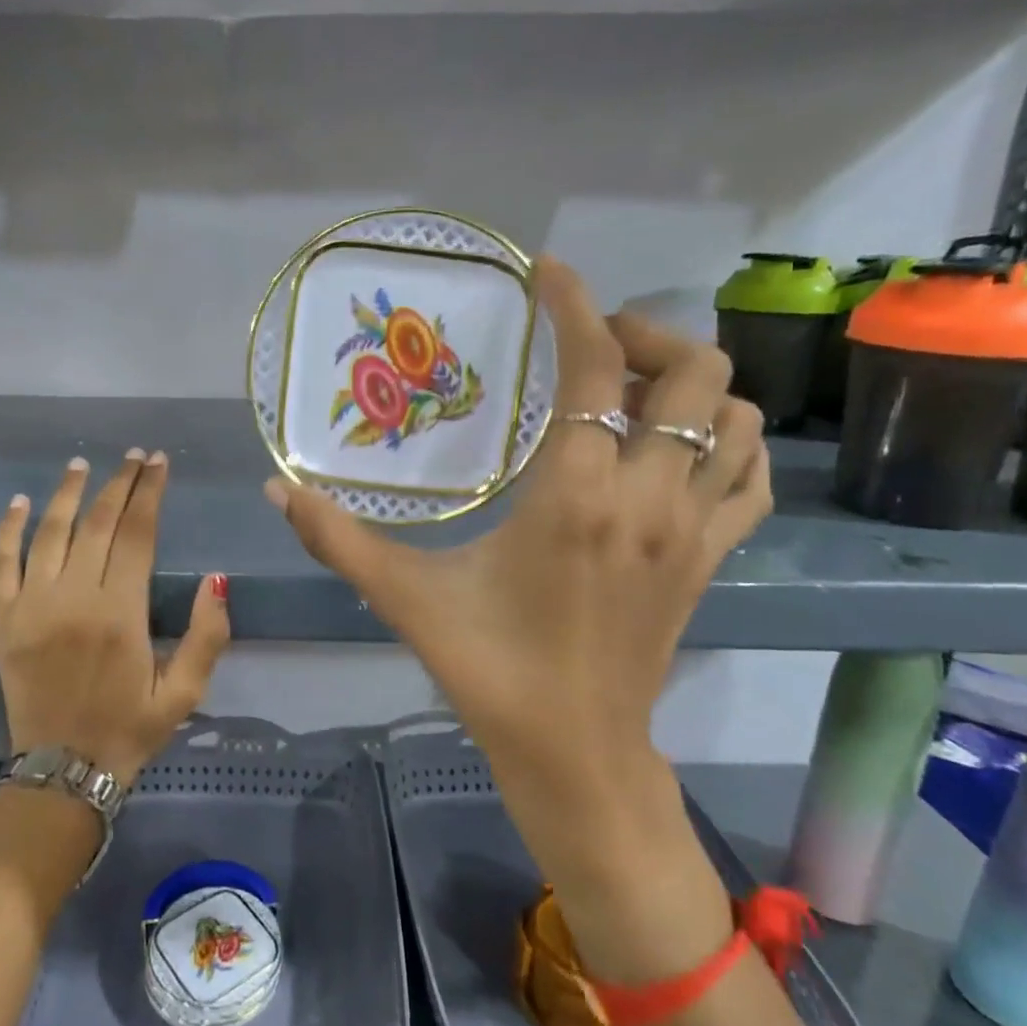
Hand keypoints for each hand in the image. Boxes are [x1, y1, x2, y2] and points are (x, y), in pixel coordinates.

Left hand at [0, 450, 229, 784]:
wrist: (63, 770)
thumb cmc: (130, 728)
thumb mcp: (186, 692)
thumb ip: (207, 635)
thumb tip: (214, 578)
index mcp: (120, 614)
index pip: (136, 535)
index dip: (149, 493)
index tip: (158, 463)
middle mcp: (73, 600)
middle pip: (97, 525)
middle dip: (118, 484)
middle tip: (133, 456)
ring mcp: (31, 608)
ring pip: (50, 534)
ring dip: (67, 494)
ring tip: (82, 464)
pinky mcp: (2, 622)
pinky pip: (0, 565)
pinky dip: (8, 531)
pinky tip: (19, 502)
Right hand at [267, 257, 771, 978]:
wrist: (574, 753)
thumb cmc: (489, 669)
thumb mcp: (405, 596)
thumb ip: (335, 537)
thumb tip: (274, 488)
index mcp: (574, 494)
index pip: (597, 365)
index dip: (577, 303)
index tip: (551, 271)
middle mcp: (647, 496)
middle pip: (693, 371)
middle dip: (646, 337)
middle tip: (593, 349)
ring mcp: (694, 528)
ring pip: (737, 417)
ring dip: (691, 387)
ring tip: (634, 396)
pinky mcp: (714, 558)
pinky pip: (752, 476)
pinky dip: (729, 444)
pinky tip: (680, 452)